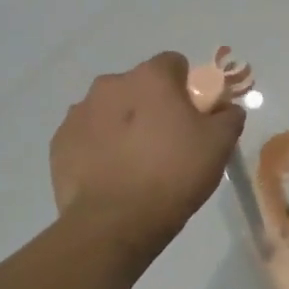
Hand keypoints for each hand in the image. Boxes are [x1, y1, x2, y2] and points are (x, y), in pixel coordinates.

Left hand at [50, 52, 244, 265]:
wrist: (114, 224)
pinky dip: (99, 147)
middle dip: (151, 105)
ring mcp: (80, 112)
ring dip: (123, 124)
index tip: (192, 117)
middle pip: (139, 86)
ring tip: (135, 163)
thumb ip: (228, 116)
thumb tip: (225, 109)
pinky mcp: (59, 142)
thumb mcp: (219, 145)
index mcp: (150, 77)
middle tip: (166, 142)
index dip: (186, 88)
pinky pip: (87, 135)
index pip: (174, 64)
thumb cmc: (173, 174)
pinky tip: (111, 175)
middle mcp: (111, 84)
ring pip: (110, 109)